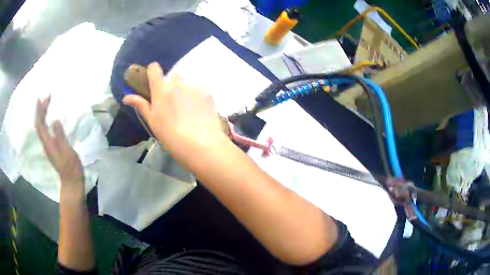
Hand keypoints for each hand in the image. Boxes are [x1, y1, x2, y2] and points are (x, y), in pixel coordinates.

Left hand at [35, 96, 84, 192]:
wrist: (71, 182)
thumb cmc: (70, 167)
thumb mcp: (67, 151)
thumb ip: (60, 136)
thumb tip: (55, 120)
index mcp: (48, 143)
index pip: (40, 124)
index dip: (39, 110)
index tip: (42, 97)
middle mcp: (46, 143)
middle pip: (39, 124)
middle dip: (40, 109)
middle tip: (46, 96)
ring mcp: (48, 145)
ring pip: (41, 127)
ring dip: (42, 114)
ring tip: (46, 104)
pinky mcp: (52, 147)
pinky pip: (45, 130)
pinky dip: (45, 120)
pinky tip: (49, 118)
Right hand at [123, 62, 227, 160]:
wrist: (199, 144)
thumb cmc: (170, 135)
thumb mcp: (152, 121)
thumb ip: (141, 105)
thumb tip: (126, 97)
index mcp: (161, 89)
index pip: (154, 69)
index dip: (153, 71)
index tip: (154, 80)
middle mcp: (178, 83)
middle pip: (173, 76)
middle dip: (172, 85)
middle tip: (174, 103)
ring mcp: (194, 87)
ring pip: (188, 84)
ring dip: (186, 92)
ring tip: (188, 111)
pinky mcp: (207, 93)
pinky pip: (200, 91)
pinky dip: (198, 98)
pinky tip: (199, 113)